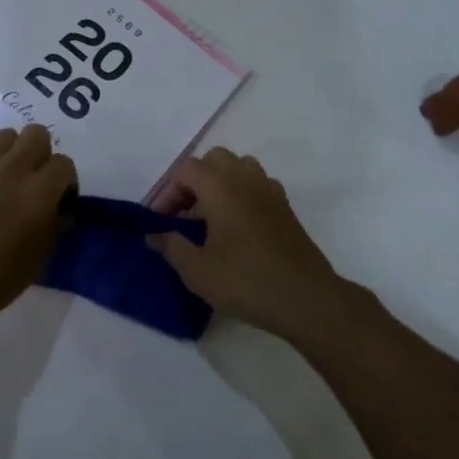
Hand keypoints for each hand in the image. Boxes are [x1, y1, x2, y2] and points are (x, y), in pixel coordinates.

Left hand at [0, 125, 76, 327]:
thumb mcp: (36, 261)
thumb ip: (53, 230)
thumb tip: (61, 214)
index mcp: (38, 191)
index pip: (64, 164)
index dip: (66, 182)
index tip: (61, 202)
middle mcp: (13, 168)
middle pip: (37, 134)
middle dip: (43, 154)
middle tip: (38, 182)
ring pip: (7, 136)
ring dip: (15, 152)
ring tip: (10, 180)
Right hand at [150, 147, 352, 338]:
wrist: (306, 298)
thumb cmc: (245, 280)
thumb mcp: (196, 269)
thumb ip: (170, 246)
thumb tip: (153, 234)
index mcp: (220, 185)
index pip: (186, 170)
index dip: (167, 192)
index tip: (160, 221)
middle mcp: (245, 178)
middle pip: (214, 160)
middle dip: (194, 181)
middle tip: (184, 214)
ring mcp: (270, 191)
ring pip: (240, 168)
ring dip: (221, 184)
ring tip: (210, 217)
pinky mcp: (286, 209)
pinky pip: (258, 186)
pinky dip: (243, 195)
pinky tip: (238, 227)